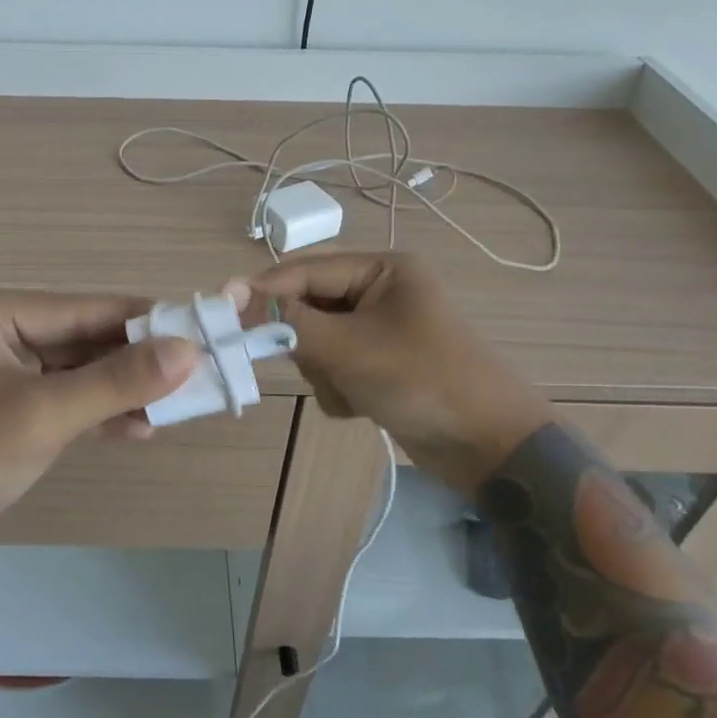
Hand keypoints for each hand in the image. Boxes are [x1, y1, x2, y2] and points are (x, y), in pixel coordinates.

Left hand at [0, 289, 198, 600]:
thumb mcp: (43, 414)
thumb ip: (117, 381)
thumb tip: (189, 350)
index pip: (82, 307)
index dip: (143, 320)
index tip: (200, 328)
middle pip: (82, 338)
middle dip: (136, 361)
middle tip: (196, 373)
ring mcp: (1, 373)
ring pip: (78, 372)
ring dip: (122, 390)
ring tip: (177, 407)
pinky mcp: (8, 410)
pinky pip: (64, 399)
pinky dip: (99, 413)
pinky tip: (140, 429)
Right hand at [240, 252, 549, 494]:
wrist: (492, 448)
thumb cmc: (423, 380)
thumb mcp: (349, 347)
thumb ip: (286, 320)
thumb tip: (230, 291)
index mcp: (382, 269)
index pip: (303, 271)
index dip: (263, 292)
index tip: (223, 317)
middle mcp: (380, 292)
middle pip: (308, 307)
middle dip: (306, 343)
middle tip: (318, 365)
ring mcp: (381, 331)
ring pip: (317, 342)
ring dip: (324, 371)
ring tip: (353, 390)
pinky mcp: (381, 365)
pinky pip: (335, 367)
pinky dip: (339, 388)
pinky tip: (363, 406)